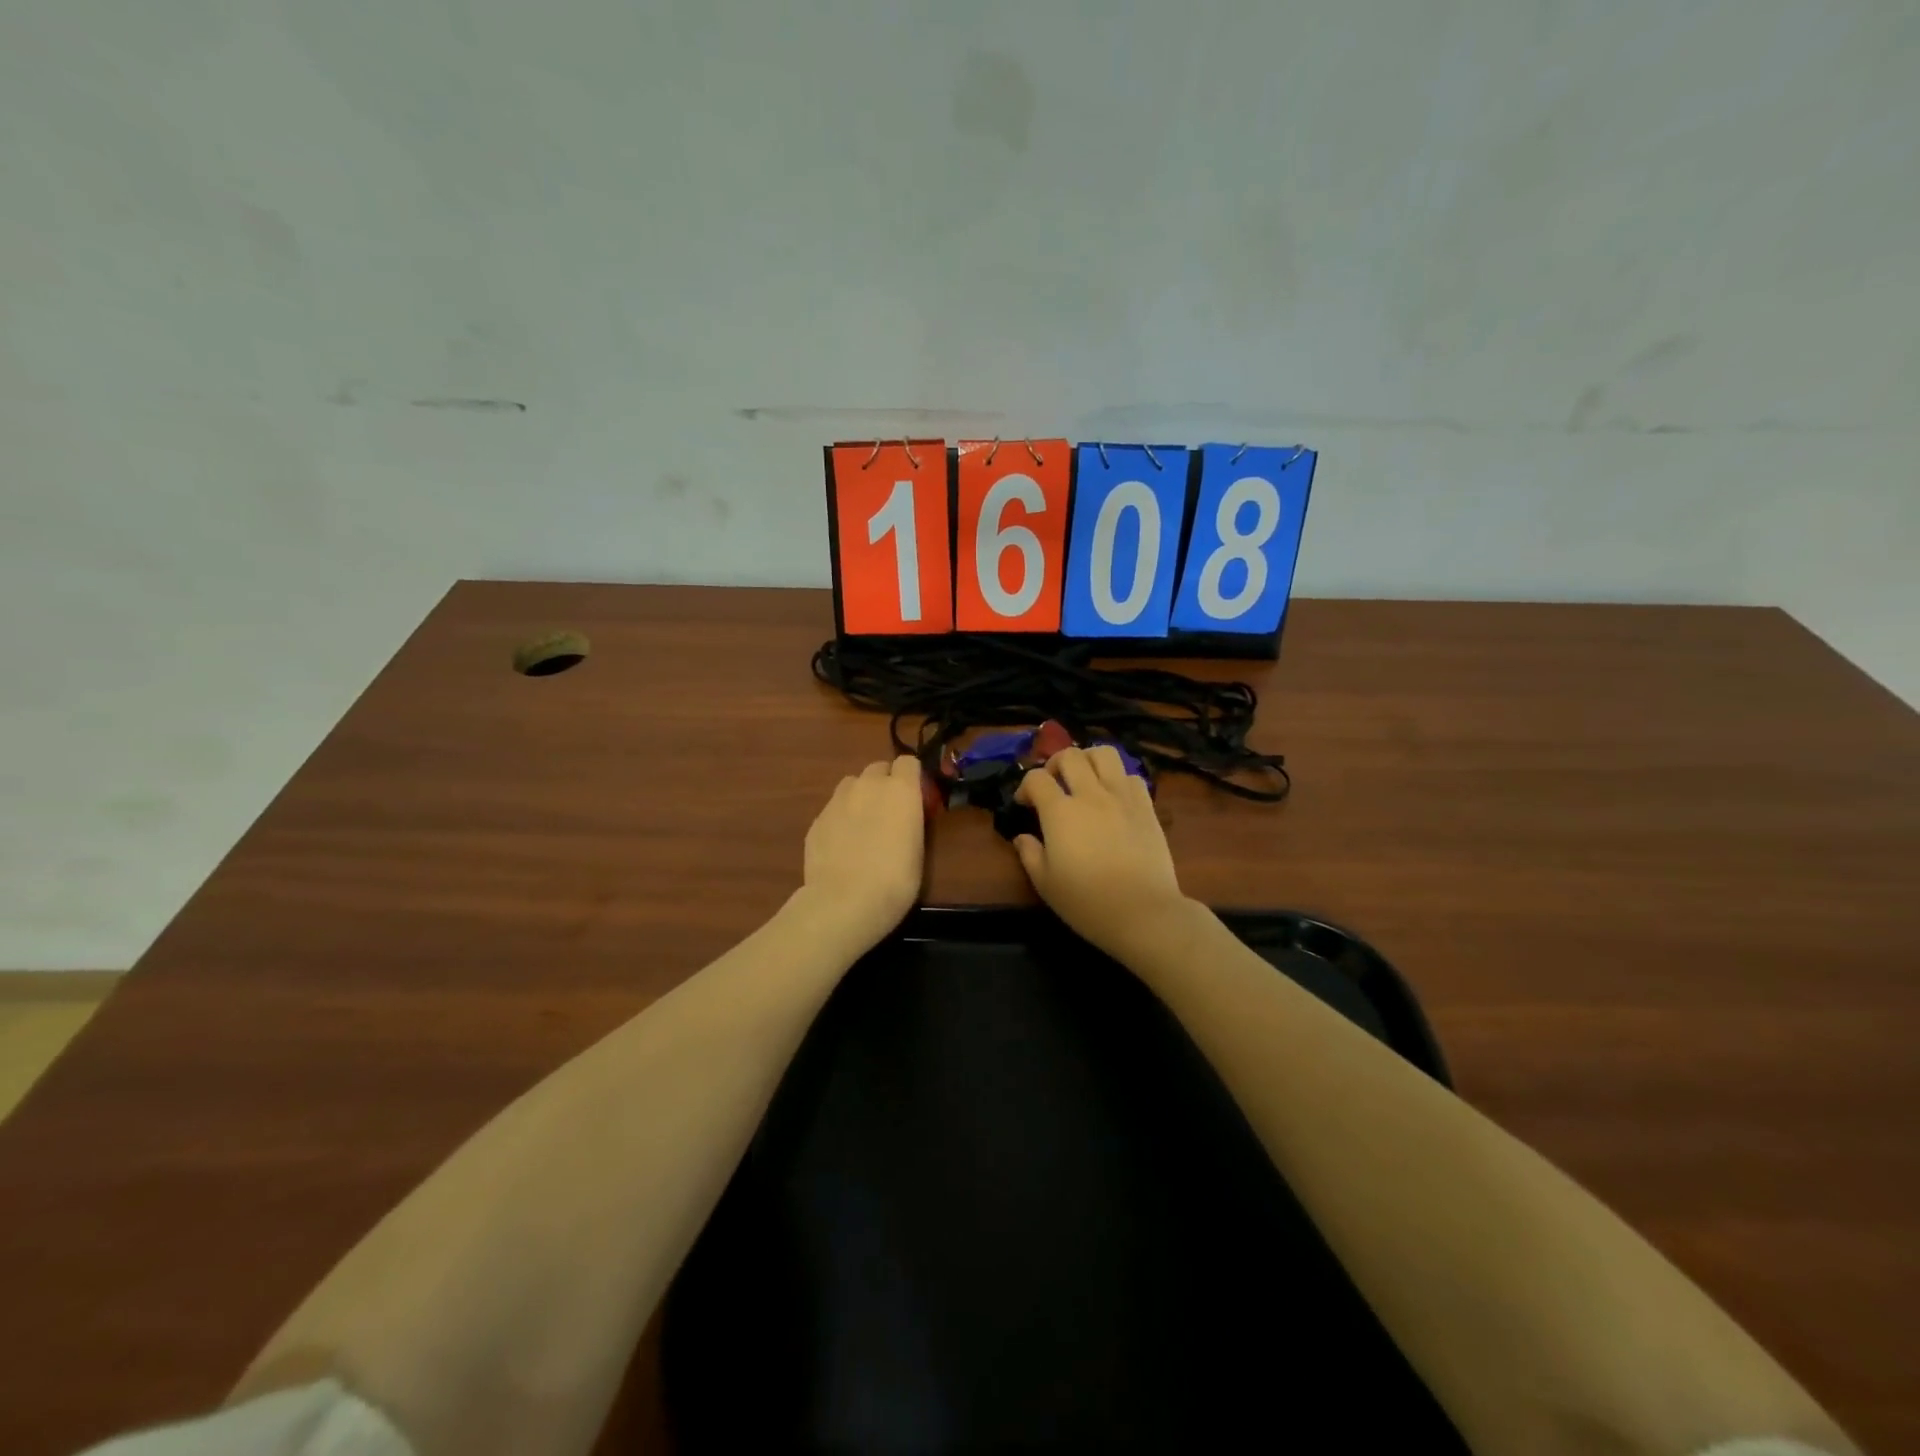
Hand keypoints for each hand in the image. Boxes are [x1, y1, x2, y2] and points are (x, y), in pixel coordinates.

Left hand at [800, 756, 925, 950]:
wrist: (845, 901)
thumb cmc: (895, 880)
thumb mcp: (917, 848)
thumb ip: (910, 820)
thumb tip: (904, 815)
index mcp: (900, 789)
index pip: (908, 762)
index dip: (911, 777)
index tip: (915, 797)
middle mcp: (868, 785)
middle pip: (878, 768)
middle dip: (885, 784)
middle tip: (889, 813)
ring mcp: (838, 800)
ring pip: (852, 784)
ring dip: (860, 796)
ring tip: (863, 826)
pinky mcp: (817, 819)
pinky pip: (834, 809)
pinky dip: (841, 819)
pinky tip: (842, 846)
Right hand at [1013, 746, 1191, 961]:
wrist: (1143, 912)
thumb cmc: (1087, 902)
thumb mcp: (1046, 884)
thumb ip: (1030, 854)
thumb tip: (1022, 837)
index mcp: (1060, 812)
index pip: (1036, 779)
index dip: (1025, 787)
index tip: (1025, 804)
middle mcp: (1090, 795)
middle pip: (1070, 755)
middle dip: (1054, 764)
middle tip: (1053, 784)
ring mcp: (1122, 797)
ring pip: (1104, 753)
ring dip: (1088, 759)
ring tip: (1084, 778)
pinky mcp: (1146, 806)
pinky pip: (1131, 775)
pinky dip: (1118, 779)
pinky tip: (1113, 797)